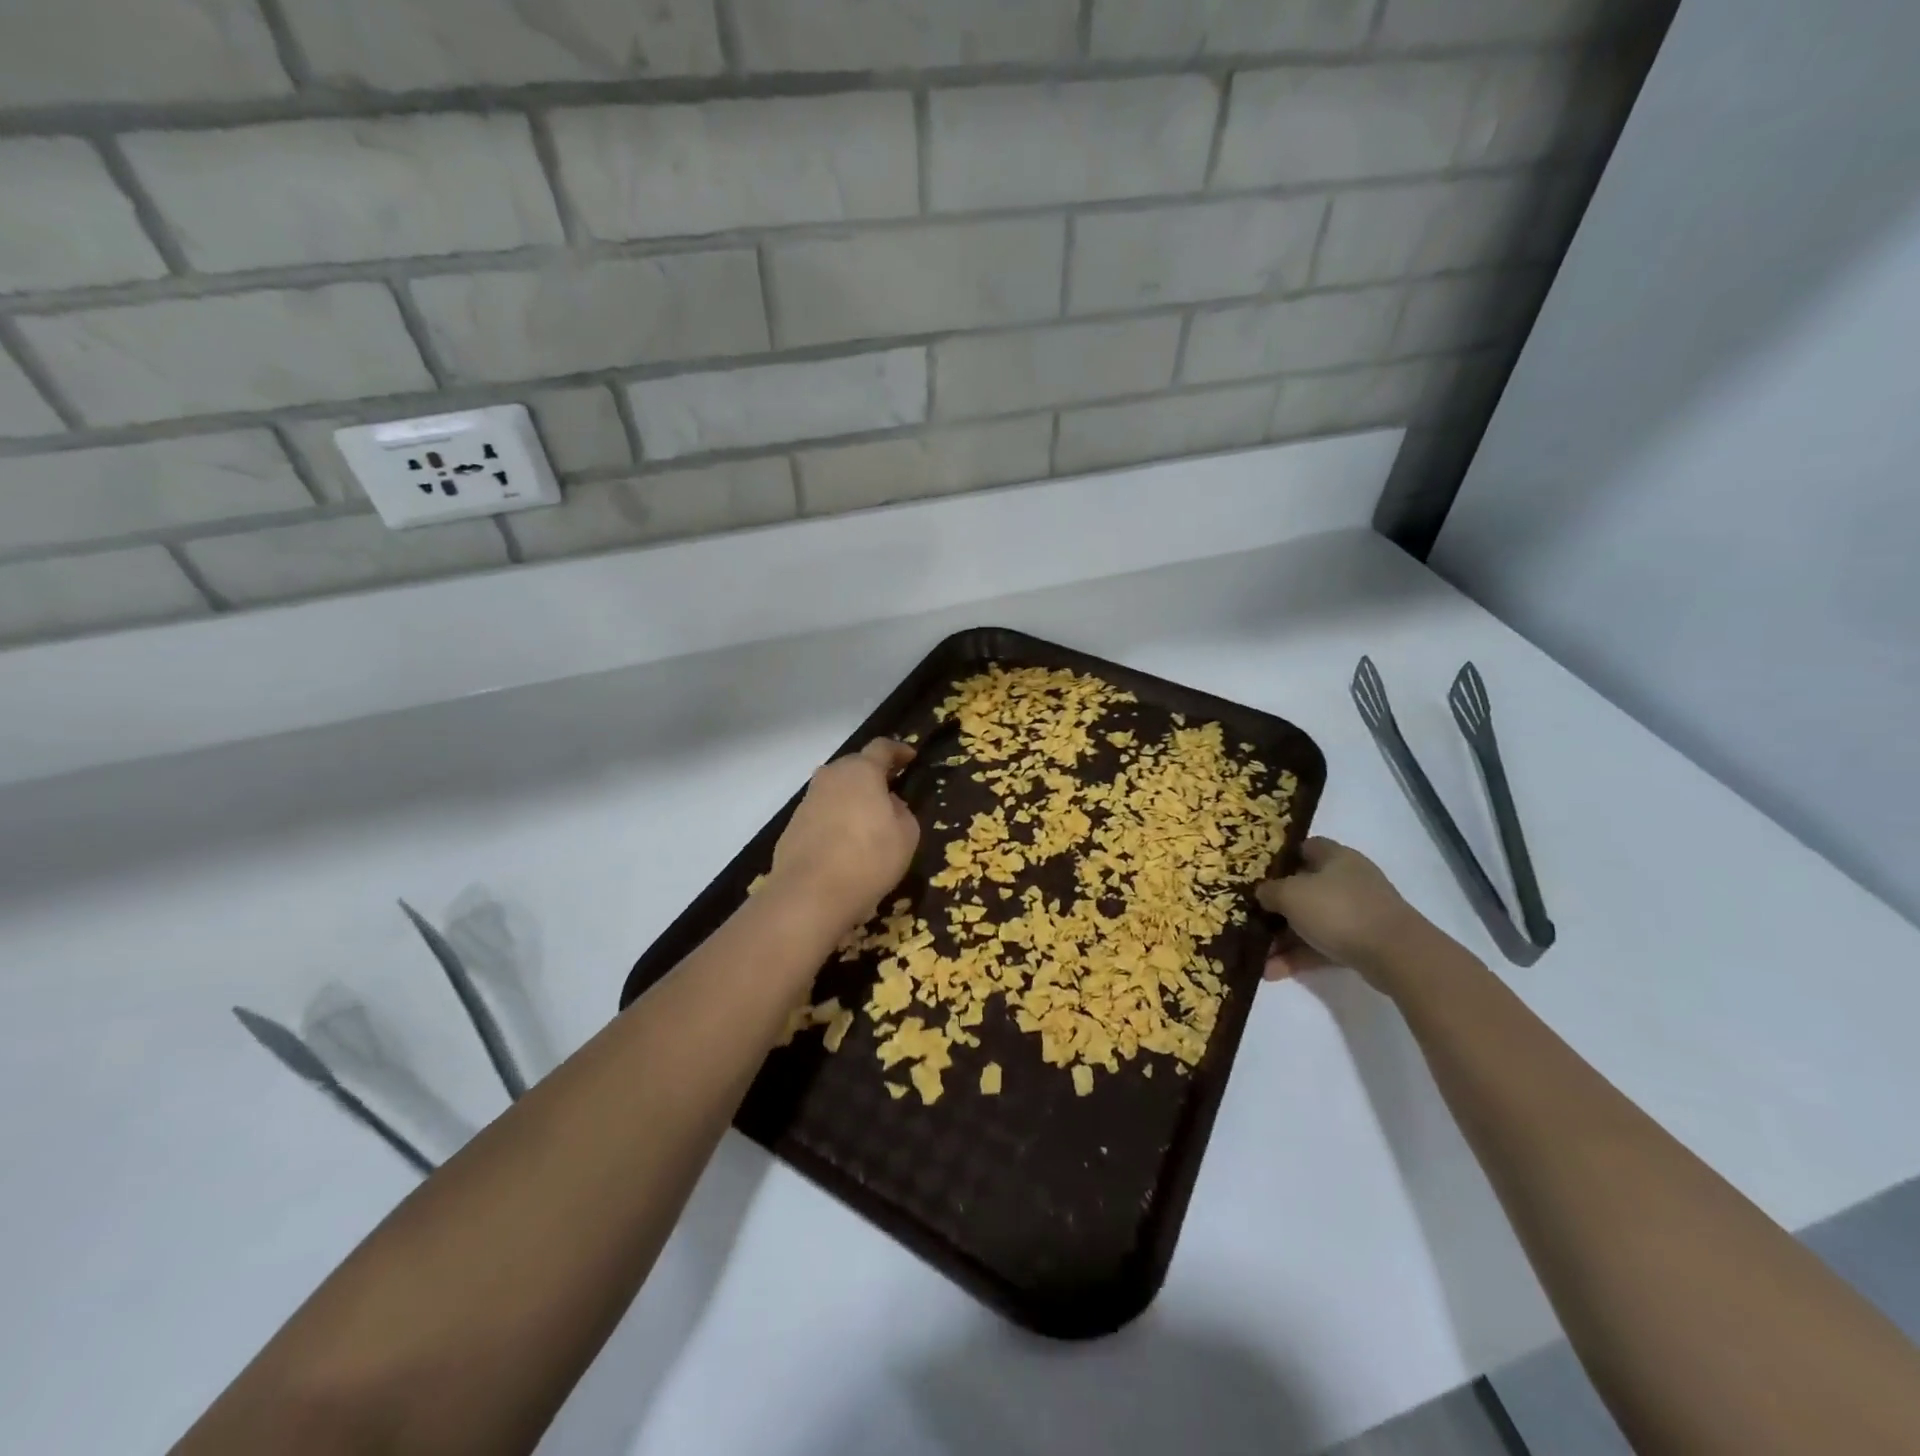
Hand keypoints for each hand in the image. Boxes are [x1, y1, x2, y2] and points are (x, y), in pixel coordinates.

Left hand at [767, 739, 920, 932]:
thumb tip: (889, 804)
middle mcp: (830, 777)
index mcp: (861, 771)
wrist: (810, 895)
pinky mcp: (792, 827)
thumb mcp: (906, 835)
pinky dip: (835, 821)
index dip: (898, 751)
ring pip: (835, 790)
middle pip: (854, 767)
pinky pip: (822, 814)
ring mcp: (807, 801)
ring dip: (852, 799)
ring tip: (867, 821)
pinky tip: (845, 844)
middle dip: (872, 775)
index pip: (882, 748)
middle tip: (890, 791)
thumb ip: (902, 811)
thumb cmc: (869, 858)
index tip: (910, 758)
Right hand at [1255, 837, 1429, 987]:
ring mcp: (1358, 913)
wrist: (1396, 955)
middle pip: (1305, 888)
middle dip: (1277, 906)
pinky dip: (1300, 957)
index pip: (1306, 846)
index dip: (1281, 857)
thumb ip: (1270, 891)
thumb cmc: (1338, 910)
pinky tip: (1273, 972)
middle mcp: (1348, 880)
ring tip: (1258, 955)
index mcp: (1336, 857)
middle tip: (1252, 918)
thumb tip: (1263, 893)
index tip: (1259, 873)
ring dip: (1284, 938)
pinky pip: (1323, 945)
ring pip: (1312, 921)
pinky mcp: (1363, 942)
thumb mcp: (1291, 894)